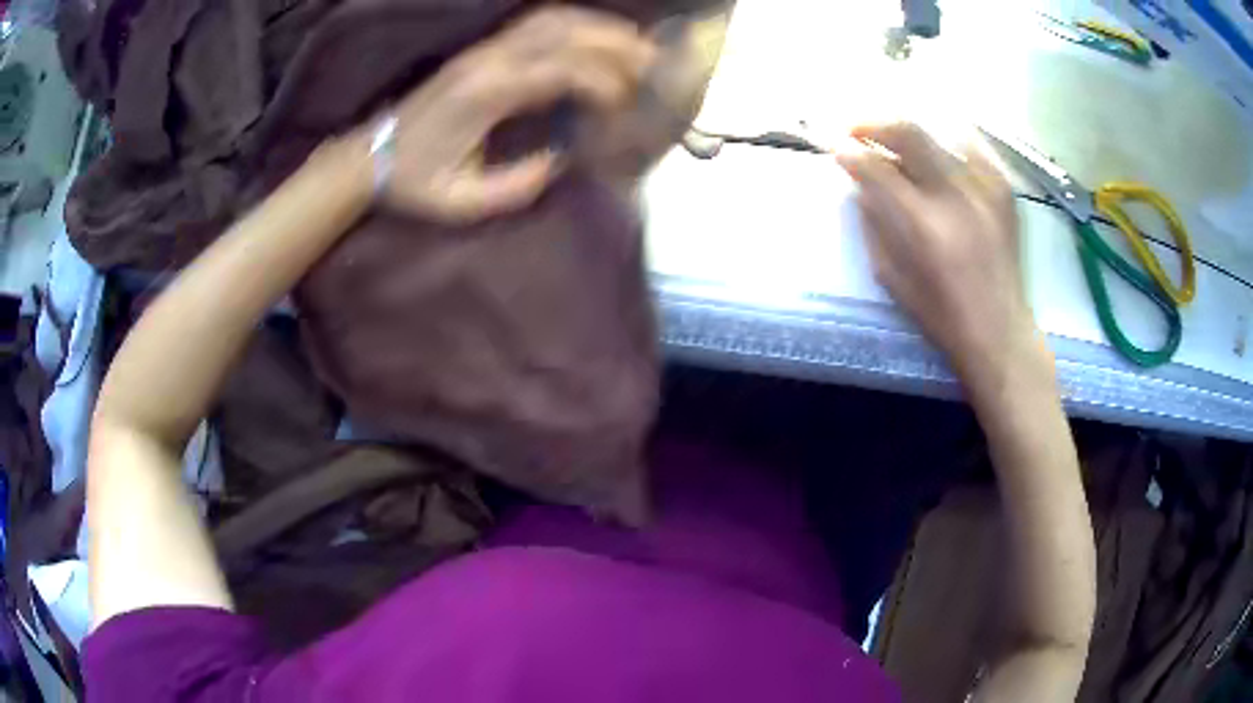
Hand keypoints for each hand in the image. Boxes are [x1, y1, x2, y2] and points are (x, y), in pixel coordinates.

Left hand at [365, 7, 656, 222]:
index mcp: (485, 94)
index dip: (603, 80)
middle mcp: (489, 60)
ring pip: (553, 19)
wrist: (374, 154)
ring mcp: (486, 48)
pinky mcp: (485, 48)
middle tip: (655, 64)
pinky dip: (576, 23)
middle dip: (616, 44)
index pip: (559, 69)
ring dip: (600, 27)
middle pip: (564, 32)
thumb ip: (514, 186)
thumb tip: (560, 160)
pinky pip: (538, 22)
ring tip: (637, 45)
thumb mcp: (460, 201)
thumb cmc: (415, 182)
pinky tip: (597, 37)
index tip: (628, 104)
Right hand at [835, 123, 1040, 383]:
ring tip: (899, 147)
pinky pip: (973, 148)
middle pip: (908, 132)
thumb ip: (874, 225)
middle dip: (873, 123)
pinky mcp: (1003, 190)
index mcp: (922, 225)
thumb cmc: (941, 314)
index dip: (849, 152)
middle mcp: (954, 196)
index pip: (876, 168)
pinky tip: (941, 156)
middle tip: (857, 130)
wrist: (1000, 329)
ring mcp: (984, 188)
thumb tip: (861, 186)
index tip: (837, 149)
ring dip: (911, 136)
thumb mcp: (892, 277)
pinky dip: (950, 144)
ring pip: (939, 133)